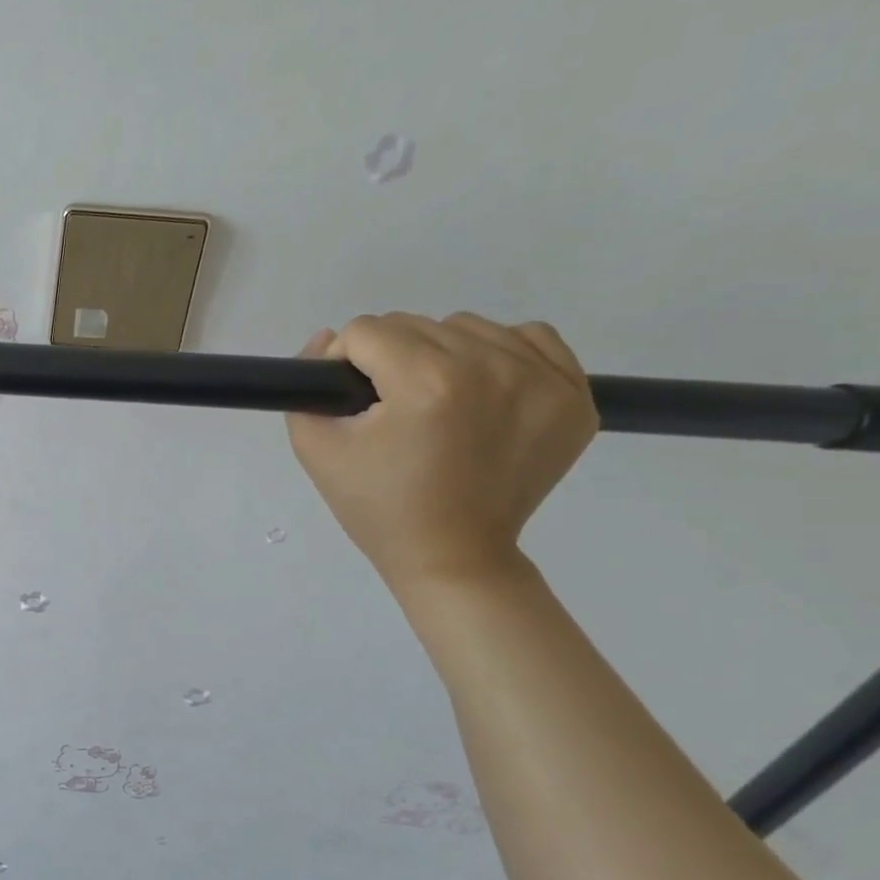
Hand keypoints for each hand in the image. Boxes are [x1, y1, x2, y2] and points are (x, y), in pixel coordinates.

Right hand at [286, 312, 597, 590]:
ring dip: (439, 354)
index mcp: (427, 383)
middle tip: (389, 410)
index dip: (342, 362)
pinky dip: (498, 354)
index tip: (349, 401)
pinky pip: (529, 338)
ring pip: (466, 327)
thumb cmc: (378, 507)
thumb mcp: (316, 449)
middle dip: (388, 359)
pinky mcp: (573, 394)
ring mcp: (542, 378)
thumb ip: (306, 387)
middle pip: (414, 324)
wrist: (453, 555)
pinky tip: (481, 392)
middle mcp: (491, 367)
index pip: (366, 331)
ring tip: (434, 403)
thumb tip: (327, 338)